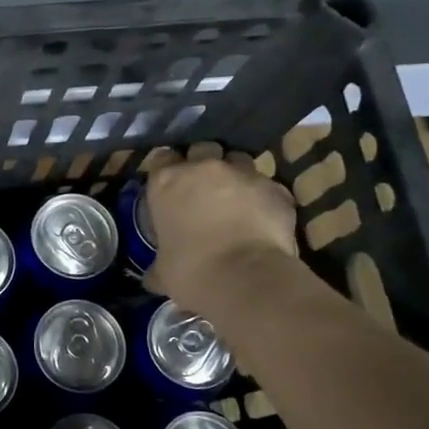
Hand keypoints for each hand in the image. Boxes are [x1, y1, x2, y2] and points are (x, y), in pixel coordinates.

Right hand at [140, 143, 297, 305]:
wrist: (246, 278)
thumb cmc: (192, 271)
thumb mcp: (164, 272)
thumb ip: (158, 266)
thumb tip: (151, 279)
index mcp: (167, 182)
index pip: (161, 157)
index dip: (166, 170)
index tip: (169, 186)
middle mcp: (204, 168)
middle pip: (202, 149)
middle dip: (203, 163)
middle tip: (204, 188)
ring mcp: (243, 174)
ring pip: (239, 161)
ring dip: (236, 176)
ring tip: (236, 200)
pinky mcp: (276, 188)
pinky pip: (268, 186)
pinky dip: (264, 198)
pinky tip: (263, 218)